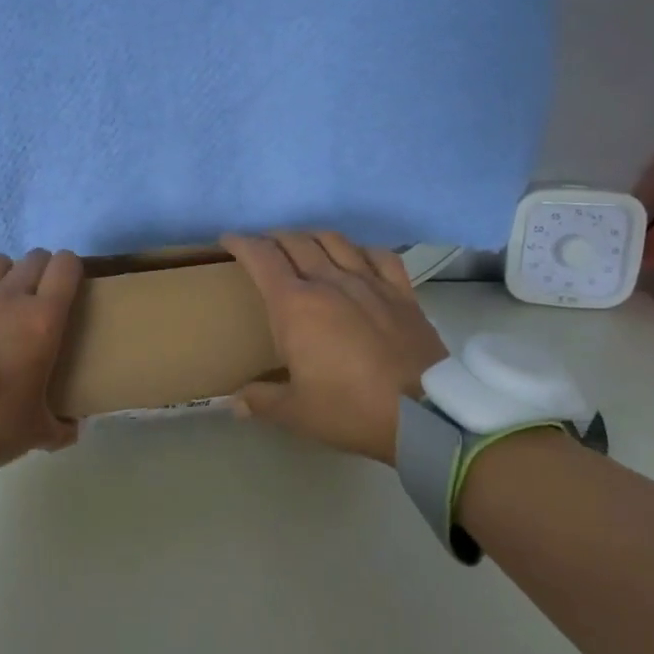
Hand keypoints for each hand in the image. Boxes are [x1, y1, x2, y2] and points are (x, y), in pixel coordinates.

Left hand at [0, 249, 83, 476]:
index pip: (66, 266)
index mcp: (41, 319)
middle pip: (33, 258)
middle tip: (39, 299)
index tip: (72, 287)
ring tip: (0, 303)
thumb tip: (75, 428)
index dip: (72, 269)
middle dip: (41, 271)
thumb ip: (62, 427)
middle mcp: (7, 297)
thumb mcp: (36, 432)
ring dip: (4, 277)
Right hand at [221, 231, 447, 464]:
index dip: (241, 243)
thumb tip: (233, 403)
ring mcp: (369, 283)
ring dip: (311, 236)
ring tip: (303, 245)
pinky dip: (360, 249)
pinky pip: (379, 256)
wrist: (425, 416)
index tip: (228, 240)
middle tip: (262, 247)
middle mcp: (330, 282)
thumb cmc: (350, 410)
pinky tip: (356, 257)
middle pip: (295, 242)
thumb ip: (260, 400)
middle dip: (272, 238)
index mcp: (295, 306)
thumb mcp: (296, 412)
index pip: (262, 258)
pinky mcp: (402, 293)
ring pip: (334, 241)